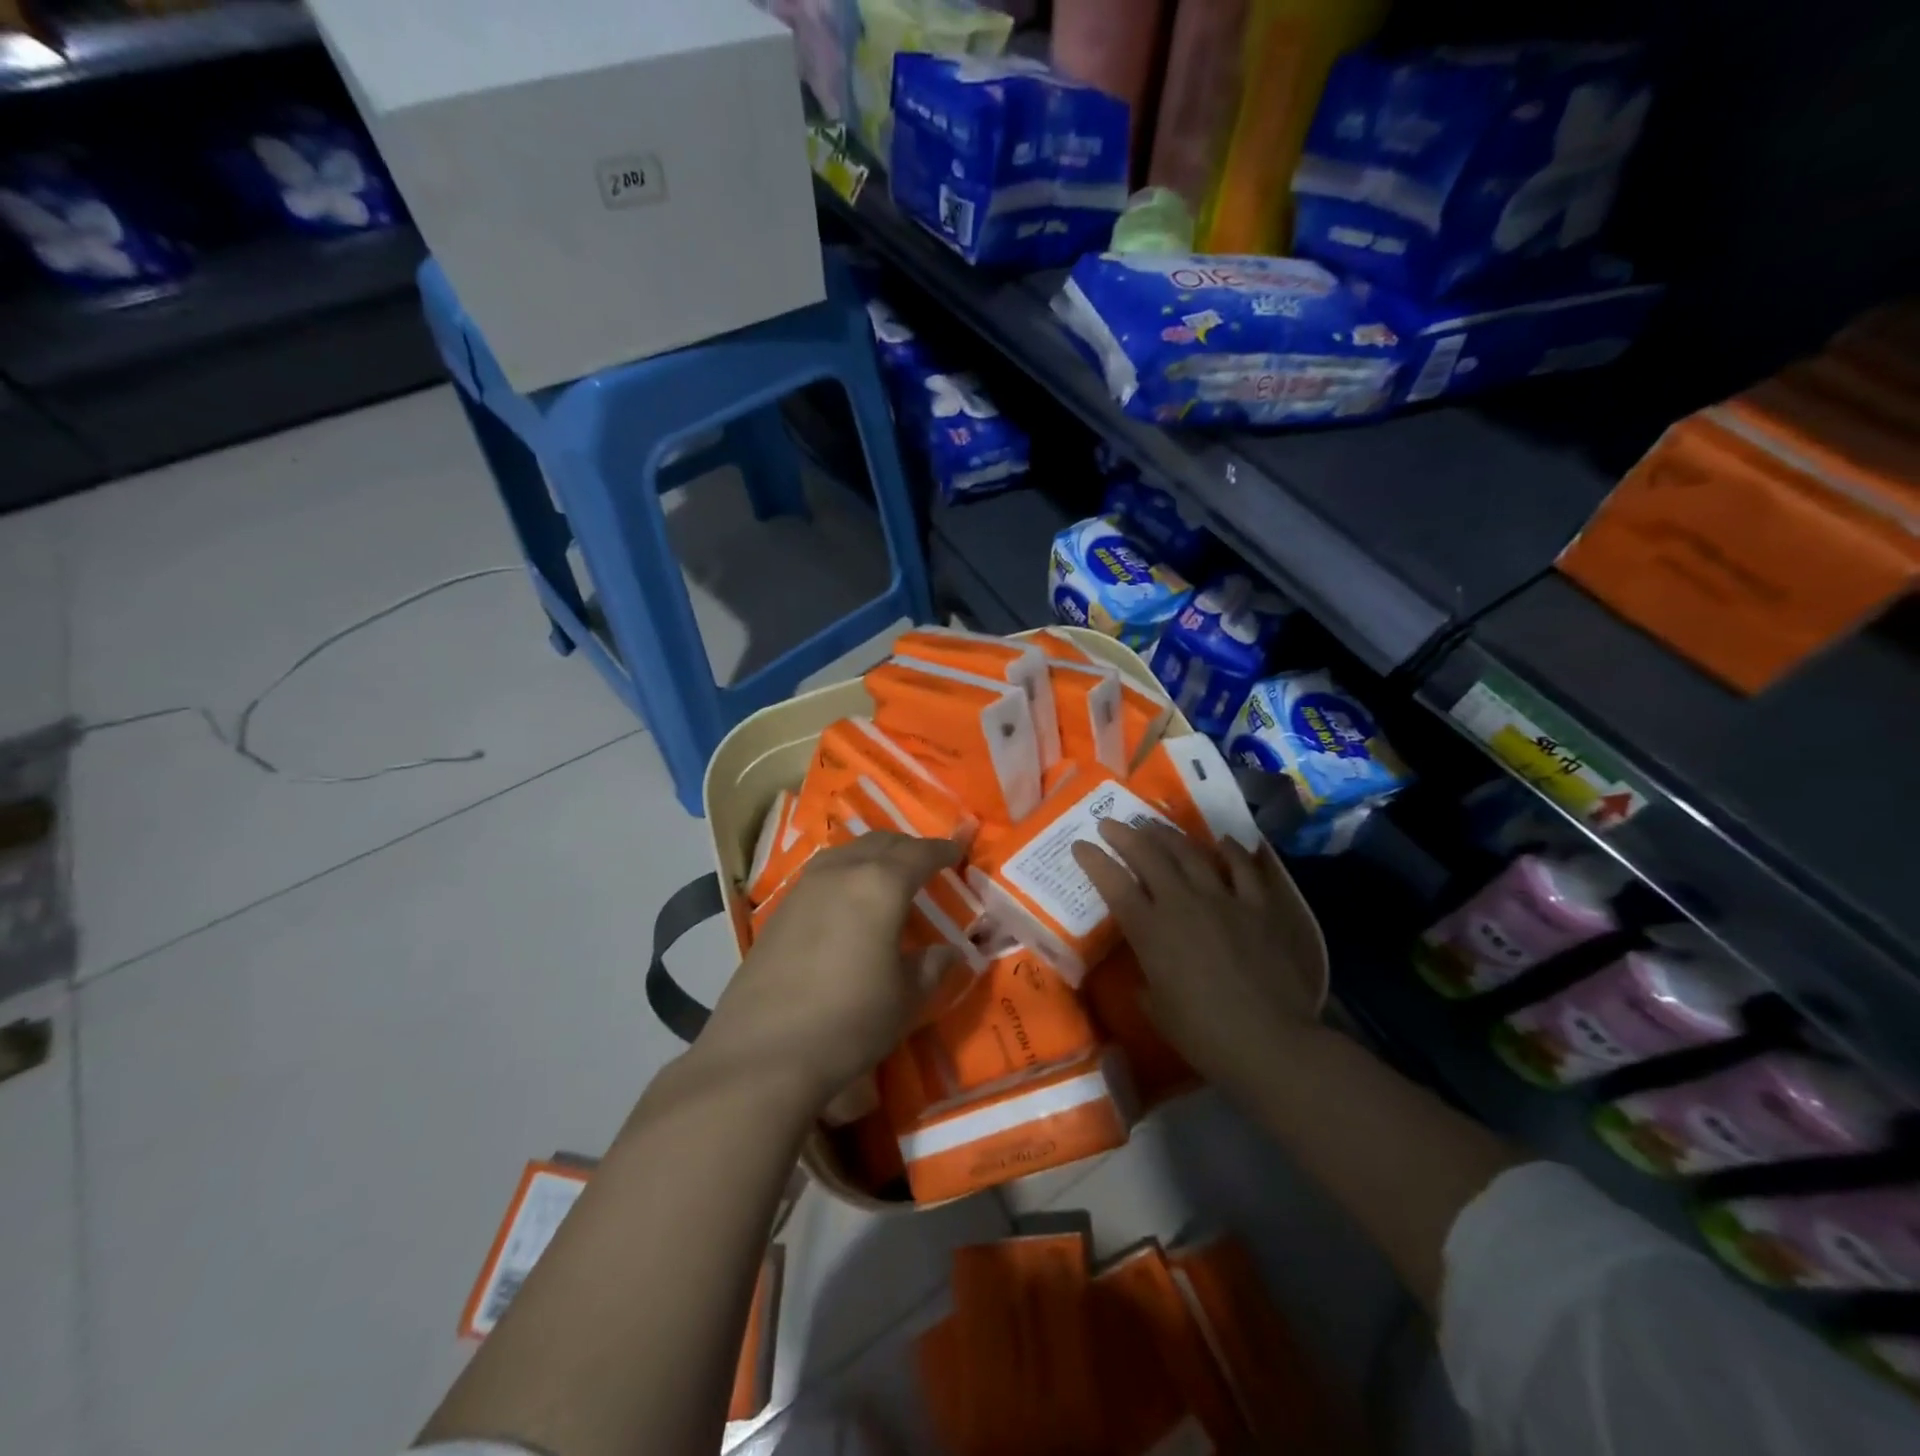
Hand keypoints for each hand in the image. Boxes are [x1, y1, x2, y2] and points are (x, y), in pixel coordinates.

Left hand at [701, 832, 964, 1110]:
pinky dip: (844, 873)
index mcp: (880, 885)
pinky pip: (822, 874)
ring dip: (872, 855)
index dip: (941, 850)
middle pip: (880, 843)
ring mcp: (804, 887)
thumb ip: (931, 967)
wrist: (763, 1052)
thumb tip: (949, 951)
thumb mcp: (905, 999)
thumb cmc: (849, 1021)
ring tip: (886, 874)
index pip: (919, 854)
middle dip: (907, 848)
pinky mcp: (779, 910)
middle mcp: (841, 872)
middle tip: (926, 862)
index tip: (957, 851)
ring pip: (846, 852)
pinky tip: (846, 900)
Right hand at [1071, 821, 1322, 1097]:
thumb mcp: (1157, 1010)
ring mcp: (1223, 899)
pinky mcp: (1259, 906)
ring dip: (1167, 834)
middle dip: (1124, 835)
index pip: (1114, 884)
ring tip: (1153, 824)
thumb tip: (1148, 973)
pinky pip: (1243, 867)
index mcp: (1151, 931)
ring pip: (1190, 852)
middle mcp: (1182, 903)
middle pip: (1148, 856)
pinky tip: (1221, 842)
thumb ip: (1146, 981)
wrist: (1271, 1042)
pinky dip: (1230, 851)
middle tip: (1110, 822)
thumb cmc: (1204, 1035)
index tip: (1080, 845)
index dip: (1094, 861)